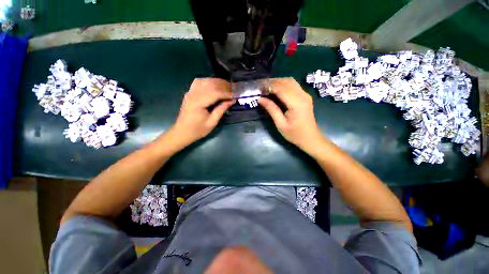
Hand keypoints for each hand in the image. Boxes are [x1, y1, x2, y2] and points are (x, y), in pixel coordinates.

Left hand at [171, 78, 232, 146]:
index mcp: (198, 103)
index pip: (215, 93)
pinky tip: (215, 85)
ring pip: (205, 81)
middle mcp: (193, 94)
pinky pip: (199, 82)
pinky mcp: (190, 93)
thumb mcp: (212, 122)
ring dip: (217, 82)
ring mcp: (190, 92)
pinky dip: (209, 81)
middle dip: (224, 86)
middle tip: (234, 90)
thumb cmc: (198, 130)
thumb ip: (221, 109)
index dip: (227, 93)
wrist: (182, 132)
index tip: (236, 95)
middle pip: (210, 84)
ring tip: (227, 87)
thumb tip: (232, 100)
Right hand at [258, 78, 324, 153]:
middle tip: (261, 87)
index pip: (281, 88)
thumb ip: (271, 109)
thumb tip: (260, 99)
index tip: (259, 88)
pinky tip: (276, 90)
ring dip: (278, 82)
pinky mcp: (305, 96)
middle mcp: (303, 95)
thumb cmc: (295, 134)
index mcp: (296, 103)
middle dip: (273, 82)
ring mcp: (305, 95)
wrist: (310, 138)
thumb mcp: (280, 124)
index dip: (269, 86)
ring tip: (267, 87)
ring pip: (290, 81)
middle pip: (286, 81)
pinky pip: (293, 85)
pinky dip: (283, 85)